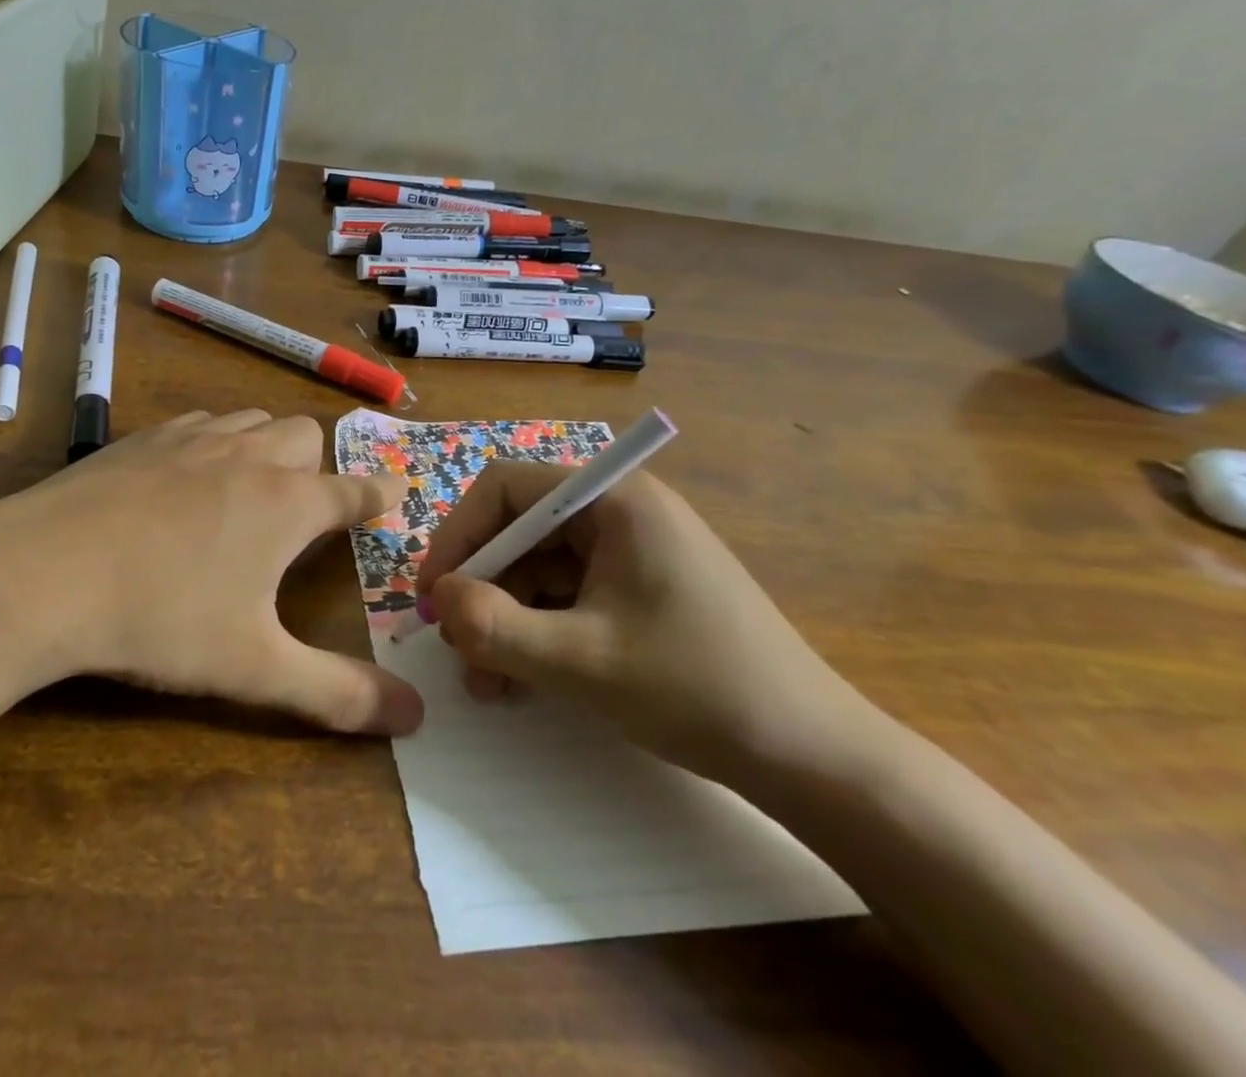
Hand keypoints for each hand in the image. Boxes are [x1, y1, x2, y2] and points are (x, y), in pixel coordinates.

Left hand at [0, 409, 422, 735]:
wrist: (42, 573)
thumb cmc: (162, 618)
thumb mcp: (254, 668)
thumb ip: (338, 693)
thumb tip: (415, 717)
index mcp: (287, 503)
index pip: (354, 489)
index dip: (379, 493)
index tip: (392, 493)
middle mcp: (248, 456)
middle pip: (304, 435)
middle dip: (317, 465)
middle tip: (304, 507)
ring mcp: (192, 439)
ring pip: (252, 420)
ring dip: (265, 445)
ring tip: (249, 487)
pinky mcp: (142, 437)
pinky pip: (199, 423)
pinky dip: (212, 441)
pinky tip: (185, 478)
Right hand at [417, 463, 878, 784]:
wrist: (813, 755)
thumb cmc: (697, 688)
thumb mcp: (581, 662)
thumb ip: (495, 627)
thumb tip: (438, 598)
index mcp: (613, 499)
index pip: (506, 489)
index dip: (459, 536)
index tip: (432, 594)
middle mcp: (620, 510)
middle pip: (520, 530)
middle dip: (482, 589)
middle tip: (455, 646)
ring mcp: (631, 550)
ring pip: (539, 568)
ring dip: (505, 618)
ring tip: (487, 680)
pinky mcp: (638, 587)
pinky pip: (567, 594)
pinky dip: (537, 630)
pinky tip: (521, 679)